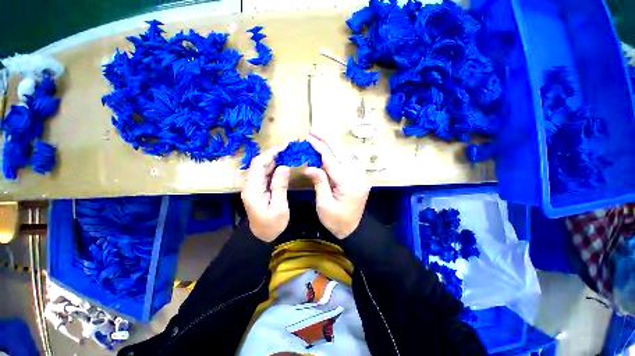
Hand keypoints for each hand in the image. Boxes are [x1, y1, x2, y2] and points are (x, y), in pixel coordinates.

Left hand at [241, 145, 290, 241]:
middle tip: (290, 147)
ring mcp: (254, 186)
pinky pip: (265, 173)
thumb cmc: (271, 225)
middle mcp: (250, 184)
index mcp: (252, 189)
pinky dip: (274, 166)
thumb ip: (279, 186)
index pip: (259, 164)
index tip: (285, 146)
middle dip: (274, 152)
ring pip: (262, 166)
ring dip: (274, 158)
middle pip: (259, 162)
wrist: (261, 236)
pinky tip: (283, 162)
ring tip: (288, 151)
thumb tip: (284, 167)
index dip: (271, 153)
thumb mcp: (279, 208)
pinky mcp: (258, 188)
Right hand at [304, 133, 370, 238]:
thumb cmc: (336, 221)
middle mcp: (357, 176)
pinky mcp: (359, 178)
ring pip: (344, 156)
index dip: (319, 147)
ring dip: (331, 147)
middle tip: (314, 131)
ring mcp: (360, 176)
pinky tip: (329, 151)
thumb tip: (310, 166)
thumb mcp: (324, 205)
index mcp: (348, 183)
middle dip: (326, 141)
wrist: (354, 231)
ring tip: (319, 138)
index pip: (331, 160)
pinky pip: (346, 163)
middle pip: (340, 154)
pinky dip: (336, 156)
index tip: (309, 137)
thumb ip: (319, 182)